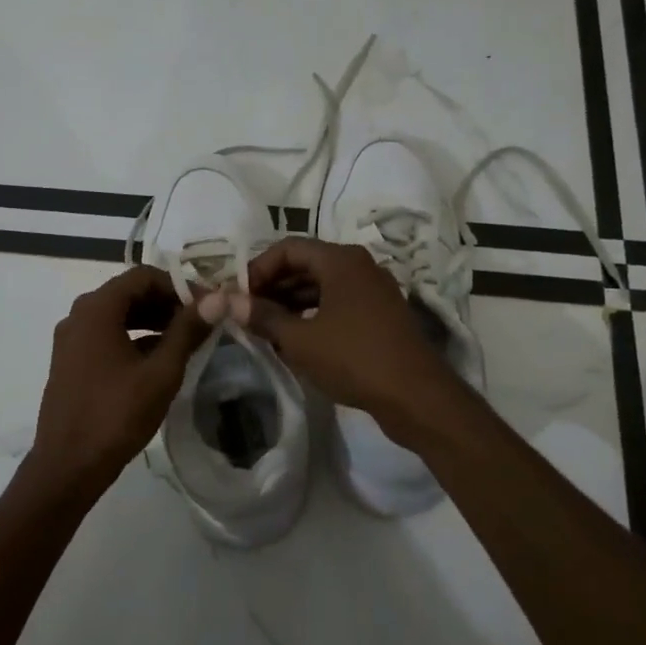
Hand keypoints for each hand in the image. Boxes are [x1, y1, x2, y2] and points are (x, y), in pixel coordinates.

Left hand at [29, 265, 212, 494]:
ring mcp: (70, 340)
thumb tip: (217, 299)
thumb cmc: (116, 415)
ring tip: (186, 339)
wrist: (68, 466)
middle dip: (166, 303)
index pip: (143, 276)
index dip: (179, 285)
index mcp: (96, 309)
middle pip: (128, 293)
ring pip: (117, 315)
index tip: (207, 305)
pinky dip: (133, 338)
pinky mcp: (70, 362)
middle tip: (201, 321)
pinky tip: (158, 359)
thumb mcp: (160, 372)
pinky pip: (106, 336)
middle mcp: (78, 315)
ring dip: (152, 321)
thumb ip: (188, 331)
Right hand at [210, 238, 470, 447]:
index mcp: (341, 260)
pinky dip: (314, 314)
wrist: (417, 397)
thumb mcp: (300, 340)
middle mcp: (360, 266)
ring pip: (322, 286)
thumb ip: (263, 317)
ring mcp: (374, 291)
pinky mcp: (381, 315)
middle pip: (306, 264)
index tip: (239, 295)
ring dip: (291, 303)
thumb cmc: (354, 359)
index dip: (258, 268)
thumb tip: (228, 301)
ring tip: (266, 328)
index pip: (288, 248)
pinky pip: (338, 303)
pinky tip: (296, 340)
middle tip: (247, 312)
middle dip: (273, 286)